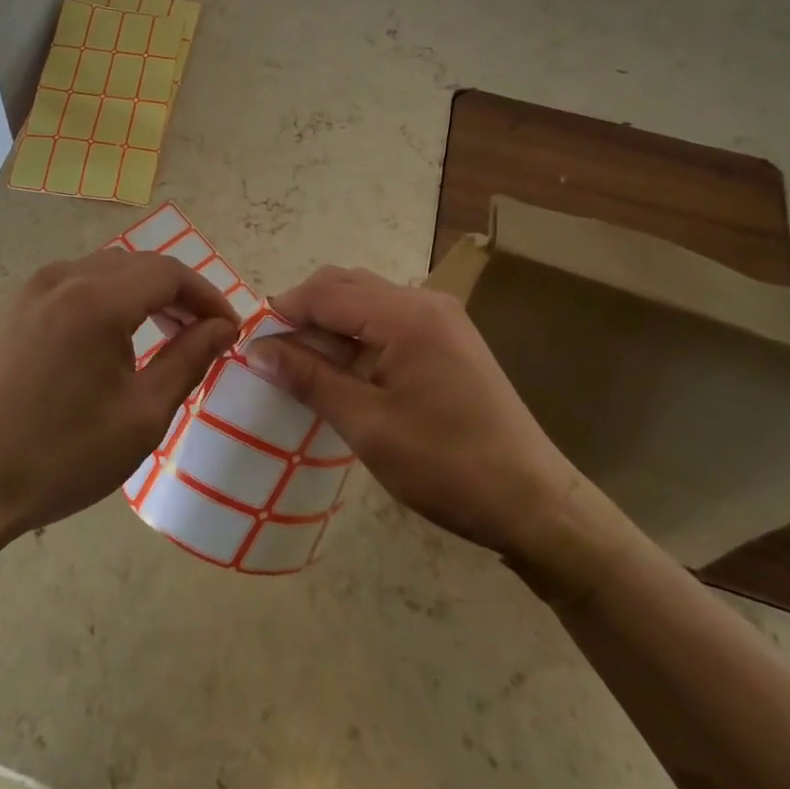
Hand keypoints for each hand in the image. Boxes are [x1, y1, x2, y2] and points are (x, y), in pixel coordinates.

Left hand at [0, 249, 240, 540]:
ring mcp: (32, 289)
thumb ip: (189, 359)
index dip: (207, 296)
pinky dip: (105, 298)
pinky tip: (111, 337)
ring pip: (105, 270)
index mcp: (97, 300)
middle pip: (138, 265)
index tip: (230, 329)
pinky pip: (73, 283)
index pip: (169, 273)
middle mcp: (64, 277)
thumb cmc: (66, 455)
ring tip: (163, 335)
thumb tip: (223, 328)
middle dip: (177, 293)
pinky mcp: (13, 307)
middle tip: (202, 334)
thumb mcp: (143, 414)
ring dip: (142, 293)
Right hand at [245, 267, 585, 565]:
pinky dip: (359, 331)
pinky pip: (391, 316)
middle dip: (305, 311)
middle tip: (276, 355)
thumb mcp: (368, 425)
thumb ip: (310, 378)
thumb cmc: (447, 466)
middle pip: (346, 284)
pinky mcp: (451, 337)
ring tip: (307, 363)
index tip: (253, 344)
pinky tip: (348, 368)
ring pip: (368, 297)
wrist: (536, 503)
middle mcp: (424, 301)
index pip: (325, 293)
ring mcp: (442, 317)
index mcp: (405, 315)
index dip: (283, 311)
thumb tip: (258, 349)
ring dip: (331, 320)